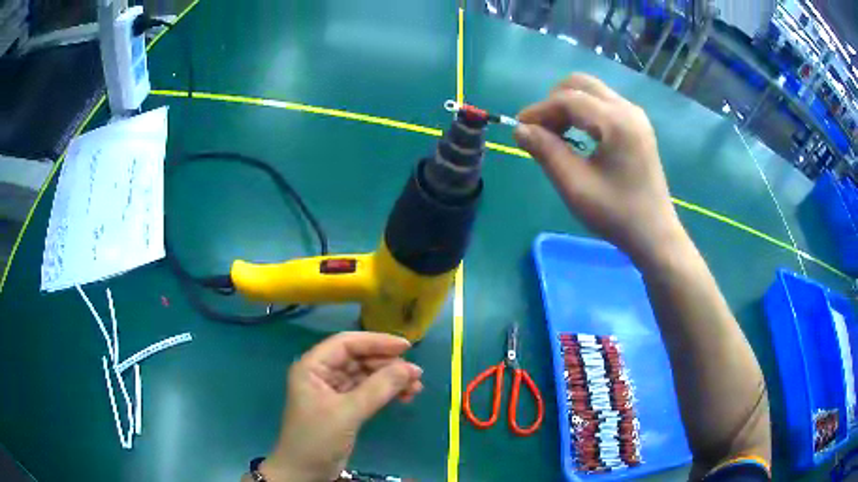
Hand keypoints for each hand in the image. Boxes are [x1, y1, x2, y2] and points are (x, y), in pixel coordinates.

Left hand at [260, 332, 423, 481]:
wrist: (305, 472)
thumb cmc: (317, 438)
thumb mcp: (347, 413)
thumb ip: (378, 389)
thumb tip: (410, 368)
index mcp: (313, 367)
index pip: (346, 344)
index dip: (376, 342)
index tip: (406, 347)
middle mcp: (322, 374)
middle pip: (358, 359)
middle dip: (387, 364)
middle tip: (416, 374)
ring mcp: (333, 391)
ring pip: (366, 376)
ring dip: (390, 379)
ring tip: (416, 387)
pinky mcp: (343, 407)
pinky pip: (368, 392)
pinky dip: (385, 393)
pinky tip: (404, 397)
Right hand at [514, 73, 684, 263]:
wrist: (654, 234)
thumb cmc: (616, 214)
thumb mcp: (575, 186)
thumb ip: (546, 152)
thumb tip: (519, 129)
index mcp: (616, 122)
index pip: (568, 99)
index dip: (539, 110)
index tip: (519, 128)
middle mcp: (628, 109)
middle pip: (581, 84)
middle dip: (554, 101)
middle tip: (541, 130)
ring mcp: (635, 116)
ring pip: (592, 92)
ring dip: (568, 105)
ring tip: (556, 135)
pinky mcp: (637, 125)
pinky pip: (603, 104)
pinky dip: (584, 112)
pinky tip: (578, 136)